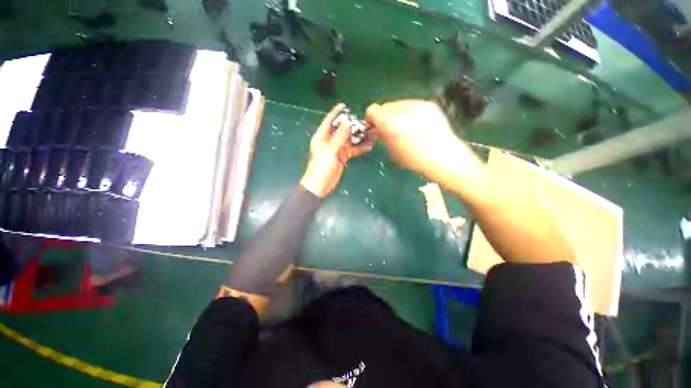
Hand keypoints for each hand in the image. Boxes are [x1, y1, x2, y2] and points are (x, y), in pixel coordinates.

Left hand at [300, 104, 372, 197]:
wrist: (320, 185)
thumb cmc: (321, 167)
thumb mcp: (330, 151)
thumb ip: (339, 137)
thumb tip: (348, 122)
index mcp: (321, 137)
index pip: (329, 121)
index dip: (336, 113)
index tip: (344, 105)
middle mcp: (329, 141)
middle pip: (341, 130)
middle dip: (351, 125)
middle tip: (363, 121)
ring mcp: (336, 149)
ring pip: (348, 140)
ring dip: (358, 137)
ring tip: (370, 132)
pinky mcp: (342, 157)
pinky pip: (352, 150)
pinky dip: (359, 148)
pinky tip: (369, 145)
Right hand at [365, 100, 483, 185]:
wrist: (444, 157)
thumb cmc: (415, 160)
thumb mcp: (393, 152)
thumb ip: (383, 137)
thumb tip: (378, 130)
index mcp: (390, 123)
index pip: (372, 111)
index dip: (371, 120)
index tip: (374, 130)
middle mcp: (403, 109)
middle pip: (385, 106)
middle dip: (384, 117)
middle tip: (390, 131)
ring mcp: (417, 104)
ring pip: (398, 105)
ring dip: (396, 115)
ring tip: (405, 129)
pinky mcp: (429, 105)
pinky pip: (411, 105)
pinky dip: (408, 114)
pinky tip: (416, 125)